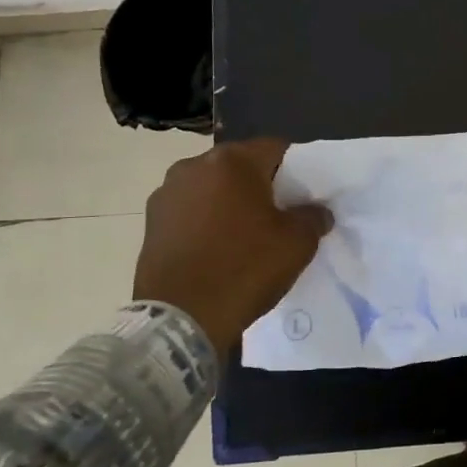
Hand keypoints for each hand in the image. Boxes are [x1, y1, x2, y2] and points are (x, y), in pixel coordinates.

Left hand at [133, 138, 331, 354]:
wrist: (182, 317)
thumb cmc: (245, 268)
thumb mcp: (298, 242)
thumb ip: (313, 217)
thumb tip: (317, 211)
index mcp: (232, 161)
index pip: (276, 148)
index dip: (296, 168)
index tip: (305, 194)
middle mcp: (194, 166)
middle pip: (240, 166)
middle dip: (260, 184)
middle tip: (278, 213)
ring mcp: (166, 193)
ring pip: (212, 187)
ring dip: (229, 201)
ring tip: (245, 233)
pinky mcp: (150, 222)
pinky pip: (190, 210)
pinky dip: (206, 221)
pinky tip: (218, 248)